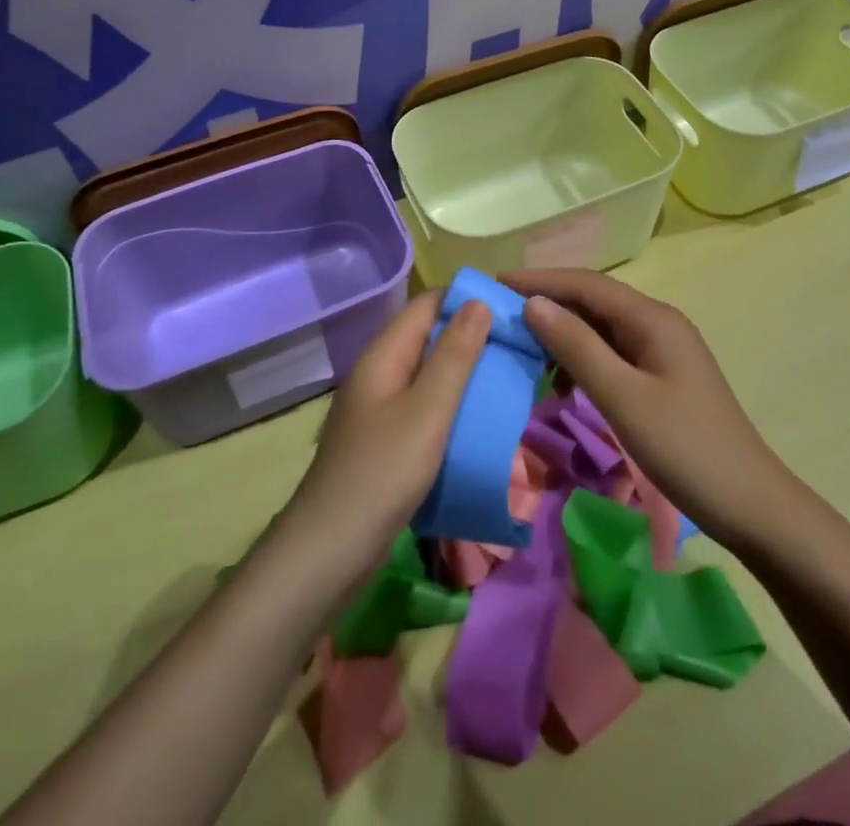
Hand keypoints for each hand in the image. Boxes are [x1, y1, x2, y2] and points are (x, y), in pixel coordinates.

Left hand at [278, 290, 490, 585]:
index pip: (427, 305)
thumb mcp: (428, 410)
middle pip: (427, 336)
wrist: (330, 549)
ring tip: (507, 376)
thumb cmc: (383, 472)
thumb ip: (454, 356)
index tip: (511, 308)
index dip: (467, 299)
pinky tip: (477, 418)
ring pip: (427, 373)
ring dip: (464, 370)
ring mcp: (378, 406)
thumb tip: (479, 302)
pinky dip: (451, 402)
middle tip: (518, 345)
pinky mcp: (384, 438)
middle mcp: (379, 372)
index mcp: (384, 354)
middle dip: (471, 334)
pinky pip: (423, 405)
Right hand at [502, 267, 779, 545]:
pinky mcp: (661, 377)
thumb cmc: (685, 449)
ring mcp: (661, 351)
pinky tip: (560, 385)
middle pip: (592, 301)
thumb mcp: (622, 397)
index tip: (495, 283)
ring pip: (600, 329)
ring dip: (562, 335)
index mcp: (652, 318)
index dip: (539, 279)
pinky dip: (581, 361)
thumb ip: (576, 347)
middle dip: (546, 304)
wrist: (752, 506)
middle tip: (500, 317)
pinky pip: (611, 355)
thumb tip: (533, 303)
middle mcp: (657, 323)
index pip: (585, 284)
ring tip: (523, 351)